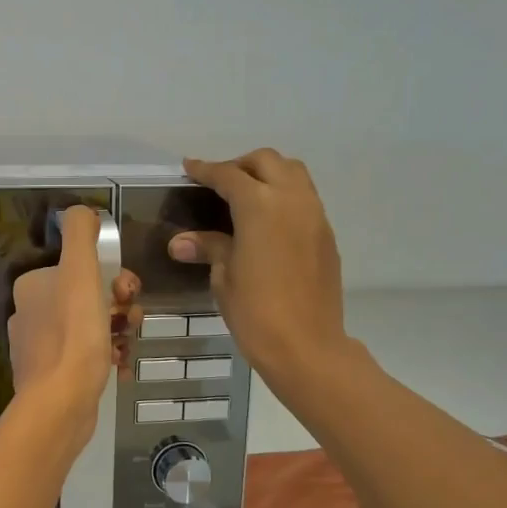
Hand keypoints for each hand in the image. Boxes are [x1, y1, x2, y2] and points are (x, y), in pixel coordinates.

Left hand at [7, 206, 139, 432]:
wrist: (60, 403)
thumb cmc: (74, 333)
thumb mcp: (80, 272)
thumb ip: (81, 234)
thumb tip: (83, 211)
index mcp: (33, 285)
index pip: (82, 269)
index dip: (113, 276)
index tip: (129, 293)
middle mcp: (31, 313)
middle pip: (89, 298)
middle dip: (119, 306)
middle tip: (132, 320)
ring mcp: (40, 347)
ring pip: (92, 327)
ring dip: (117, 331)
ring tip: (127, 345)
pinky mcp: (52, 376)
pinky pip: (87, 356)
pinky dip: (107, 357)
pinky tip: (121, 366)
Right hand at [170, 149, 347, 388]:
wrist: (307, 346)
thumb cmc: (255, 311)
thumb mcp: (224, 276)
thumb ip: (209, 247)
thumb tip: (180, 242)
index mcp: (259, 205)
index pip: (228, 175)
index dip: (206, 170)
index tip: (189, 167)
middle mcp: (291, 199)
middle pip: (266, 161)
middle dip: (240, 165)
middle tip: (219, 183)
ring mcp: (314, 215)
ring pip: (293, 173)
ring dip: (268, 174)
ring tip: (246, 196)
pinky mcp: (326, 234)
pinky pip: (304, 198)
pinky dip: (284, 195)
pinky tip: (268, 221)